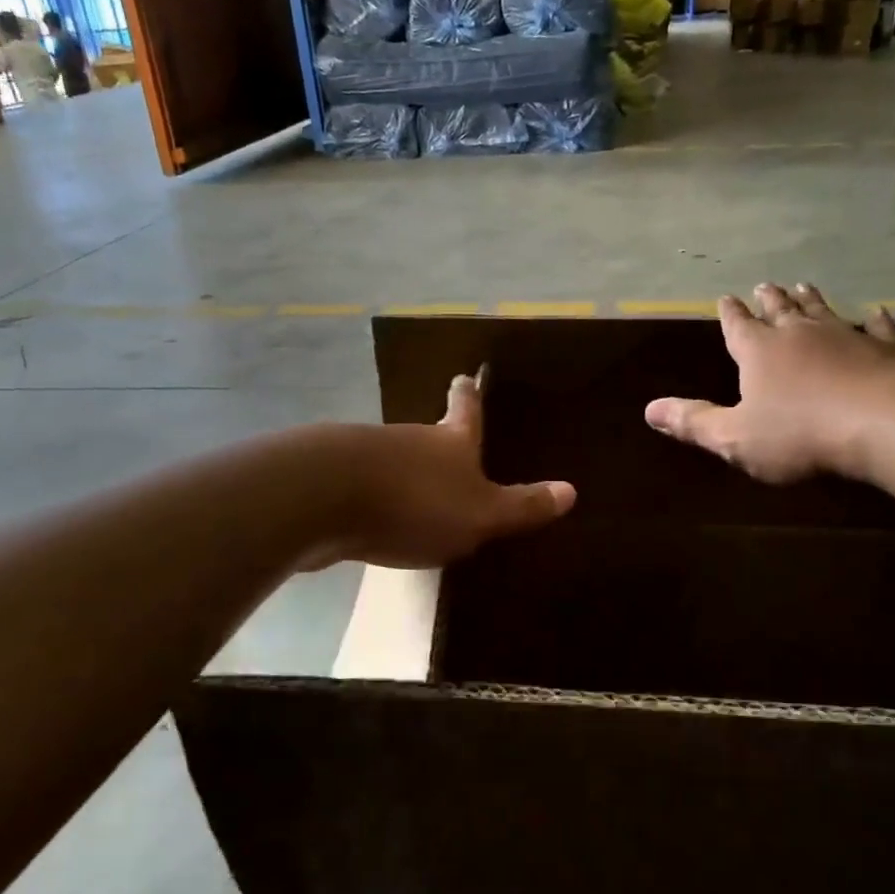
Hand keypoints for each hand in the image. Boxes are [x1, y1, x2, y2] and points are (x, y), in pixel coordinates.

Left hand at [314, 372, 575, 569]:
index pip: (465, 410)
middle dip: (436, 442)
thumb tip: (572, 491)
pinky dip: (371, 497)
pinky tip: (371, 518)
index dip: (469, 395)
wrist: (323, 498)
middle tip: (446, 446)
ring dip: (403, 472)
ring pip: (392, 460)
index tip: (465, 375)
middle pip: (426, 435)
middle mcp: (409, 440)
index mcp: (449, 442)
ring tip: (413, 492)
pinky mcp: (329, 480)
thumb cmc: (415, 502)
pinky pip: (361, 486)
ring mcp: (365, 456)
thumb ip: (522, 506)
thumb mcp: (480, 513)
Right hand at [645, 283, 894, 482]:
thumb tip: (649, 410)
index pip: (738, 327)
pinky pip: (878, 328)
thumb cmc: (800, 434)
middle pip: (780, 311)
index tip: (726, 298)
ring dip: (812, 300)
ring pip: (824, 312)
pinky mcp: (888, 350)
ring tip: (804, 285)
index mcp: (760, 352)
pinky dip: (875, 320)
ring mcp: (847, 337)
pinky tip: (876, 312)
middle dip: (768, 300)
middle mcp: (800, 335)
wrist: (885, 422)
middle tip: (764, 284)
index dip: (730, 315)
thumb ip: (694, 422)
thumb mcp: (735, 437)